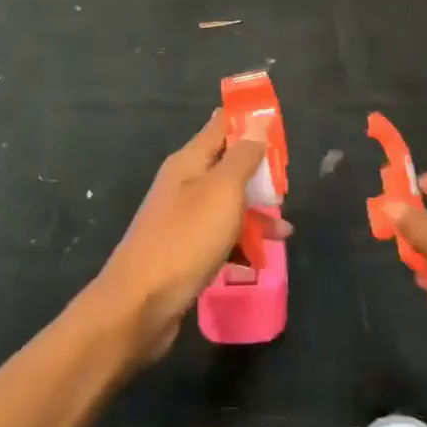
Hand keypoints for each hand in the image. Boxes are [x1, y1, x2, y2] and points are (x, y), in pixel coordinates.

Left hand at [96, 112, 290, 360]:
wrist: (139, 305)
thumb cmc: (185, 239)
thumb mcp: (222, 191)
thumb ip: (243, 156)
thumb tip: (258, 121)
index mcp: (189, 162)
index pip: (221, 126)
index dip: (249, 121)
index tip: (279, 123)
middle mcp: (184, 184)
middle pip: (227, 166)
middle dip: (259, 173)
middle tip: (287, 183)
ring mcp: (182, 219)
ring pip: (227, 204)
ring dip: (255, 213)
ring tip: (284, 231)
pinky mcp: (184, 251)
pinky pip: (220, 236)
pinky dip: (241, 242)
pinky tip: (260, 258)